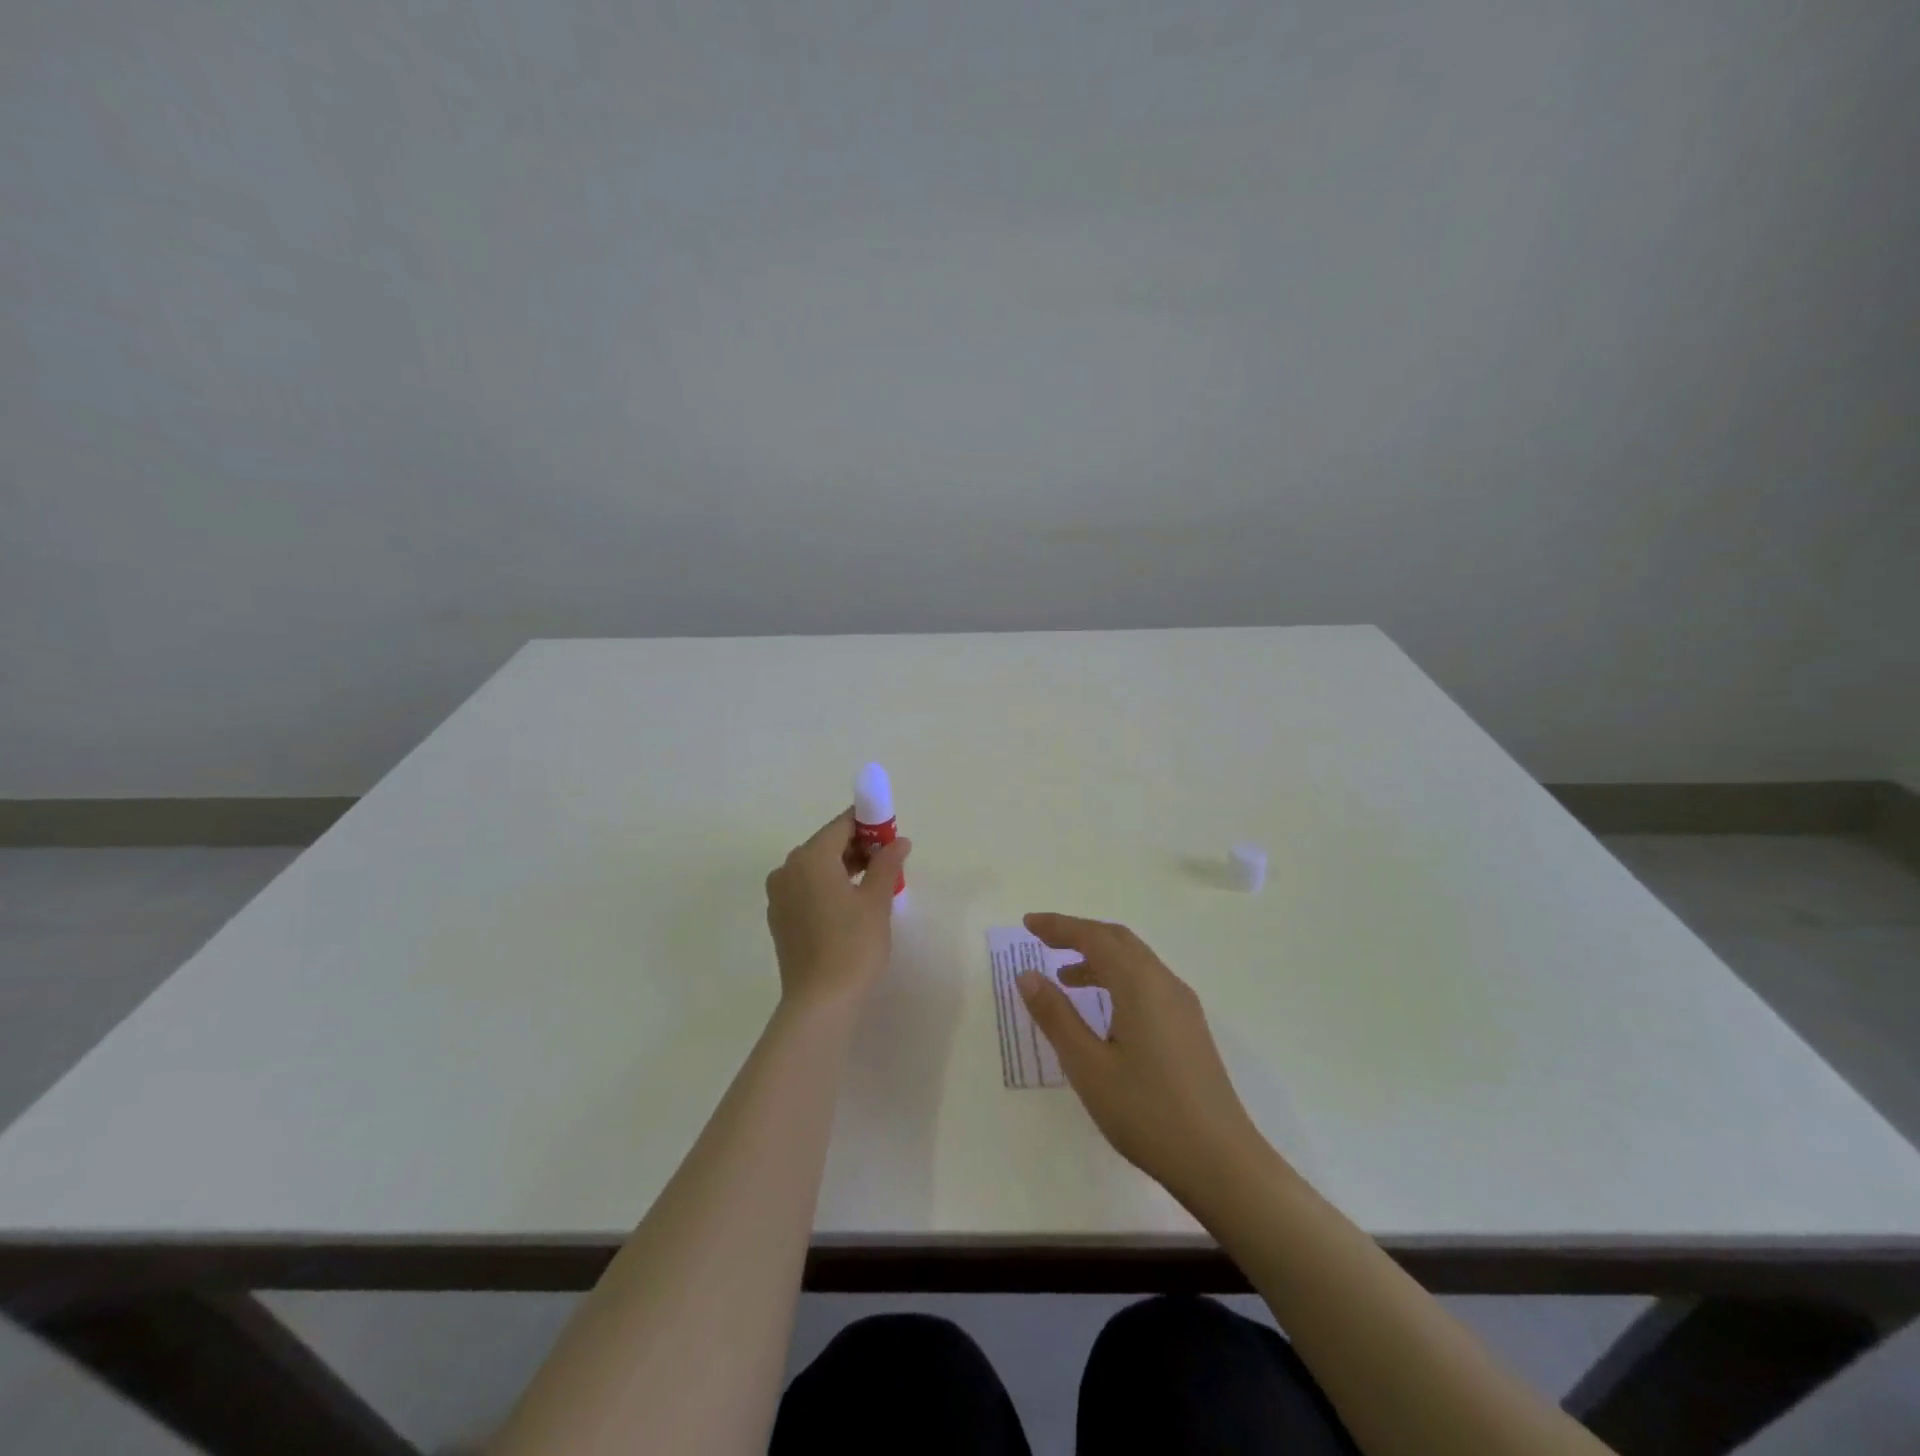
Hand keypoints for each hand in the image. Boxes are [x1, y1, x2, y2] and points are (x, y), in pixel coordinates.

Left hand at [764, 810, 910, 1011]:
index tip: (892, 834)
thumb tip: (899, 842)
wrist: (820, 1002)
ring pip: (815, 868)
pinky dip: (827, 887)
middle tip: (888, 861)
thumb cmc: (853, 944)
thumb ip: (887, 864)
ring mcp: (779, 895)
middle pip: (826, 844)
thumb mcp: (876, 900)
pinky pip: (806, 889)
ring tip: (874, 883)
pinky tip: (849, 905)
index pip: (842, 825)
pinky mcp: (779, 918)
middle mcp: (788, 868)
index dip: (869, 825)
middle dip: (858, 847)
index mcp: (811, 857)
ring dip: (843, 867)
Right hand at [1018, 913, 1266, 1202]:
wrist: (1221, 1162)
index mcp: (1140, 984)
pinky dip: (1117, 978)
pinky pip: (1147, 982)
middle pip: (1118, 940)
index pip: (1094, 937)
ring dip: (1098, 957)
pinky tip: (1103, 1009)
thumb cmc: (1146, 1112)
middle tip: (1042, 940)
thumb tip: (1028, 975)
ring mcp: (1182, 1005)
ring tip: (1064, 977)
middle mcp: (1165, 983)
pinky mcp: (1189, 1027)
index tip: (1027, 923)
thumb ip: (1056, 1016)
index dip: (1059, 926)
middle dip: (1079, 934)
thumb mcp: (1088, 1066)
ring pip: (1135, 961)